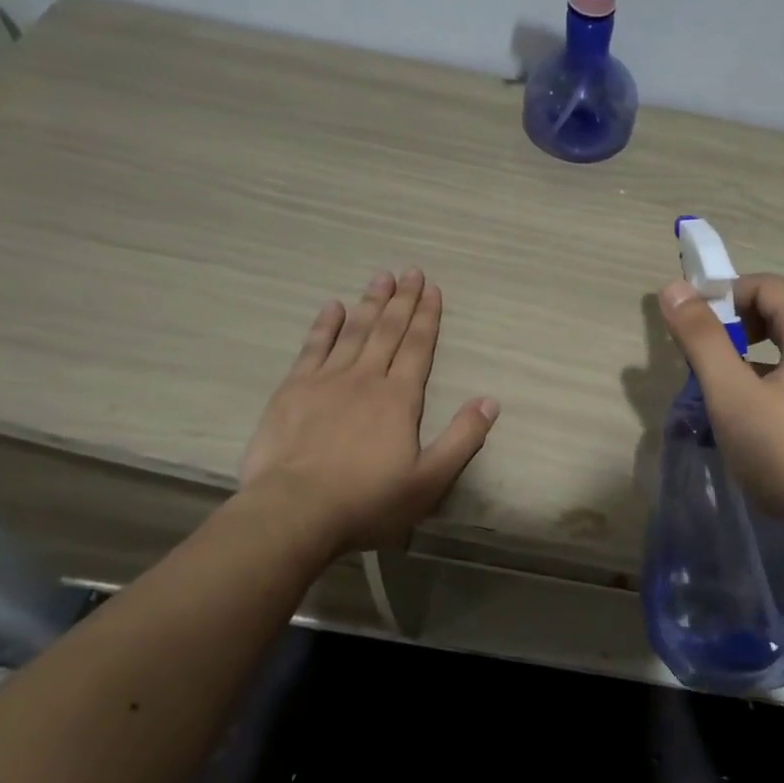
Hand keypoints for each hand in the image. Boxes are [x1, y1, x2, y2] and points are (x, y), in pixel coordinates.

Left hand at [239, 269, 498, 553]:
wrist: (294, 511)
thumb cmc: (367, 501)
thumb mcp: (429, 480)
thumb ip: (462, 439)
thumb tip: (490, 401)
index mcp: (399, 398)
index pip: (419, 347)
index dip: (428, 317)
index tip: (433, 289)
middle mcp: (366, 379)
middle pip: (388, 330)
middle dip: (402, 300)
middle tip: (410, 271)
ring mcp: (326, 381)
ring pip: (353, 332)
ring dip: (369, 303)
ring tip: (380, 278)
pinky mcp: (292, 390)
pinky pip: (312, 348)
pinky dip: (324, 325)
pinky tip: (331, 306)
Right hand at [659, 273, 783, 551]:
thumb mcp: (732, 395)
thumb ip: (702, 339)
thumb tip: (673, 288)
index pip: (766, 285)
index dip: (725, 292)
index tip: (691, 321)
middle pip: (779, 315)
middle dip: (735, 326)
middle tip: (702, 356)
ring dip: (749, 358)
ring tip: (719, 390)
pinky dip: (768, 384)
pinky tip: (750, 422)